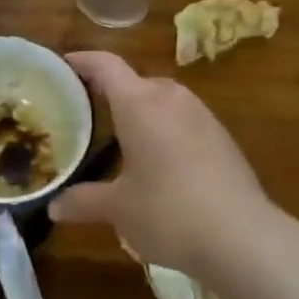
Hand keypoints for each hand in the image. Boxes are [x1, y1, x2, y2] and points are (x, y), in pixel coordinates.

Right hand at [49, 52, 277, 285]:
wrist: (244, 238)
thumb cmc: (169, 212)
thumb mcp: (117, 209)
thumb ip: (83, 201)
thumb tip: (54, 207)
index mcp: (140, 104)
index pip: (106, 65)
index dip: (82, 61)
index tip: (62, 65)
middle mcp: (171, 99)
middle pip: (135, 81)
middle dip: (110, 92)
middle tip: (86, 111)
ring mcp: (202, 116)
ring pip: (162, 101)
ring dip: (140, 112)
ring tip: (120, 137)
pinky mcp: (223, 138)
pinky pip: (183, 121)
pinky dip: (164, 130)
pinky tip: (159, 162)